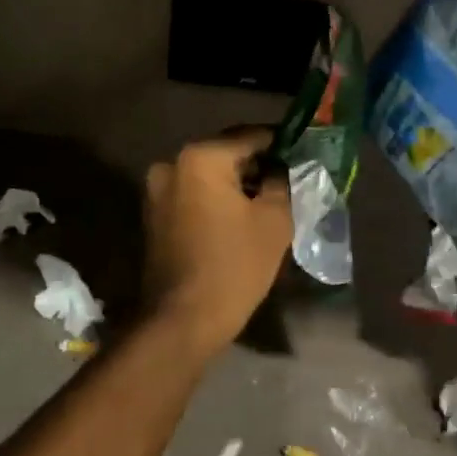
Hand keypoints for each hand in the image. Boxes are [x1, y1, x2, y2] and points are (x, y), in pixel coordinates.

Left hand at [143, 129, 292, 355]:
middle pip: (226, 152)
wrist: (181, 320)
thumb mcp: (274, 220)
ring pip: (208, 173)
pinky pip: (193, 192)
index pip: (251, 136)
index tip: (302, 151)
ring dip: (235, 182)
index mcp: (201, 157)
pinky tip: (238, 216)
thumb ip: (281, 181)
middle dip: (257, 163)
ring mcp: (158, 188)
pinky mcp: (154, 212)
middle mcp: (172, 162)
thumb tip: (280, 167)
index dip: (280, 143)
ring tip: (266, 199)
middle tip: (288, 178)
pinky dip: (215, 197)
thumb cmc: (233, 266)